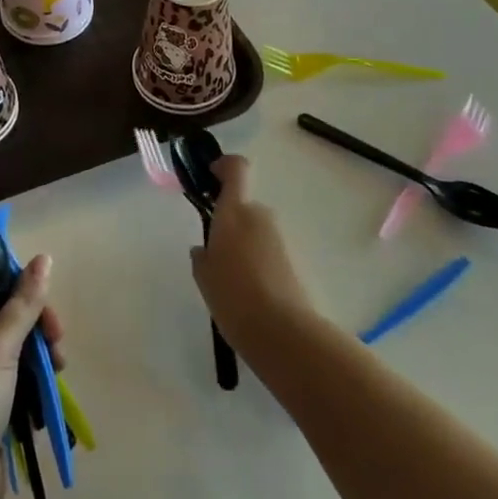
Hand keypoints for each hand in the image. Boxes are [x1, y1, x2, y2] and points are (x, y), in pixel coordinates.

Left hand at [0, 255, 64, 498]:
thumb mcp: (0, 343)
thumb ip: (25, 301)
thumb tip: (45, 257)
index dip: (15, 288)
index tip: (43, 302)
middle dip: (32, 325)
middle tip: (58, 339)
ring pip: (5, 349)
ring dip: (35, 354)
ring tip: (59, 368)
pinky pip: (4, 379)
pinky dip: (27, 380)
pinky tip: (48, 389)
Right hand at [190, 156, 313, 351]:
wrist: (284, 333)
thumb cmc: (233, 296)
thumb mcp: (204, 276)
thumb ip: (202, 256)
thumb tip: (204, 249)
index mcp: (235, 211)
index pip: (236, 168)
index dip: (224, 165)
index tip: (210, 176)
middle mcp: (260, 216)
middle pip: (244, 206)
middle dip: (230, 223)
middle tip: (215, 254)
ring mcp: (281, 238)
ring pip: (256, 232)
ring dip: (244, 246)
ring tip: (232, 282)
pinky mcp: (295, 261)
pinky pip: (269, 252)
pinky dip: (259, 264)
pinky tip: (250, 294)